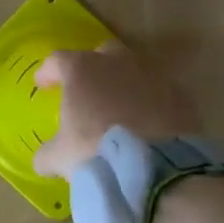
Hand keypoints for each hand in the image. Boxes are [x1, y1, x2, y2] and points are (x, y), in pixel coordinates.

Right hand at [32, 43, 199, 176]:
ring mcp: (153, 76)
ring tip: (119, 110)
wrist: (156, 168)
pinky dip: (150, 104)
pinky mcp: (180, 96)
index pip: (58, 60)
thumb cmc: (96, 152)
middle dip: (93, 67)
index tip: (43, 84)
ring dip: (124, 85)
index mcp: (83, 69)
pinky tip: (146, 125)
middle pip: (102, 54)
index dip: (48, 71)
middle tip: (87, 89)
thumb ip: (48, 153)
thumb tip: (44, 159)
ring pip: (134, 72)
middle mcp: (118, 63)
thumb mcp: (60, 157)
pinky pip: (159, 94)